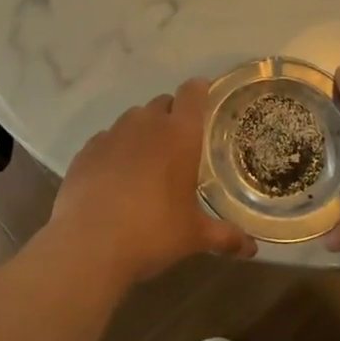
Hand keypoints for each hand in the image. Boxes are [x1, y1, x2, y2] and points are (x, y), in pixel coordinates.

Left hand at [47, 77, 258, 289]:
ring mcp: (112, 134)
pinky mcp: (86, 150)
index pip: (193, 92)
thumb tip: (252, 249)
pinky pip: (107, 139)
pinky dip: (115, 150)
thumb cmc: (152, 232)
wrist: (88, 246)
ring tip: (147, 162)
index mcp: (179, 134)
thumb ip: (225, 236)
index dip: (200, 91)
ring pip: (133, 119)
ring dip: (143, 131)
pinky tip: (115, 177)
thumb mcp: (194, 236)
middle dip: (172, 116)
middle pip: (163, 102)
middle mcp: (146, 124)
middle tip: (180, 146)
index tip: (206, 101)